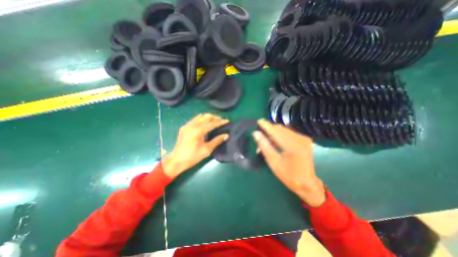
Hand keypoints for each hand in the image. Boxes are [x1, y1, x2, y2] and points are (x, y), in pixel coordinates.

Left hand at [163, 114, 230, 177]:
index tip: (227, 121)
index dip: (220, 122)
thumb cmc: (193, 157)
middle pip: (206, 117)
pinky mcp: (184, 127)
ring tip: (215, 120)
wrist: (177, 160)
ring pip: (200, 116)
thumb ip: (217, 141)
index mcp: (197, 131)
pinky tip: (205, 122)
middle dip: (215, 117)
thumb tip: (226, 135)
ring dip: (208, 117)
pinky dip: (202, 119)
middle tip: (221, 120)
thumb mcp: (206, 150)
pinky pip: (195, 119)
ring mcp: (187, 125)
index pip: (211, 123)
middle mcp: (192, 125)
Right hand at [254, 118, 325, 206]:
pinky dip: (280, 136)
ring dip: (273, 134)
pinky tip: (275, 143)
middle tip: (260, 137)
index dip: (266, 125)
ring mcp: (303, 138)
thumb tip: (256, 133)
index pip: (276, 131)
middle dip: (269, 131)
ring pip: (284, 130)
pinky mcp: (304, 140)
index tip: (258, 121)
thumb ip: (264, 146)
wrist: (307, 184)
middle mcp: (300, 138)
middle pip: (280, 129)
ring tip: (266, 142)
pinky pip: (288, 133)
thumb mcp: (273, 162)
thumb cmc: (289, 175)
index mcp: (293, 145)